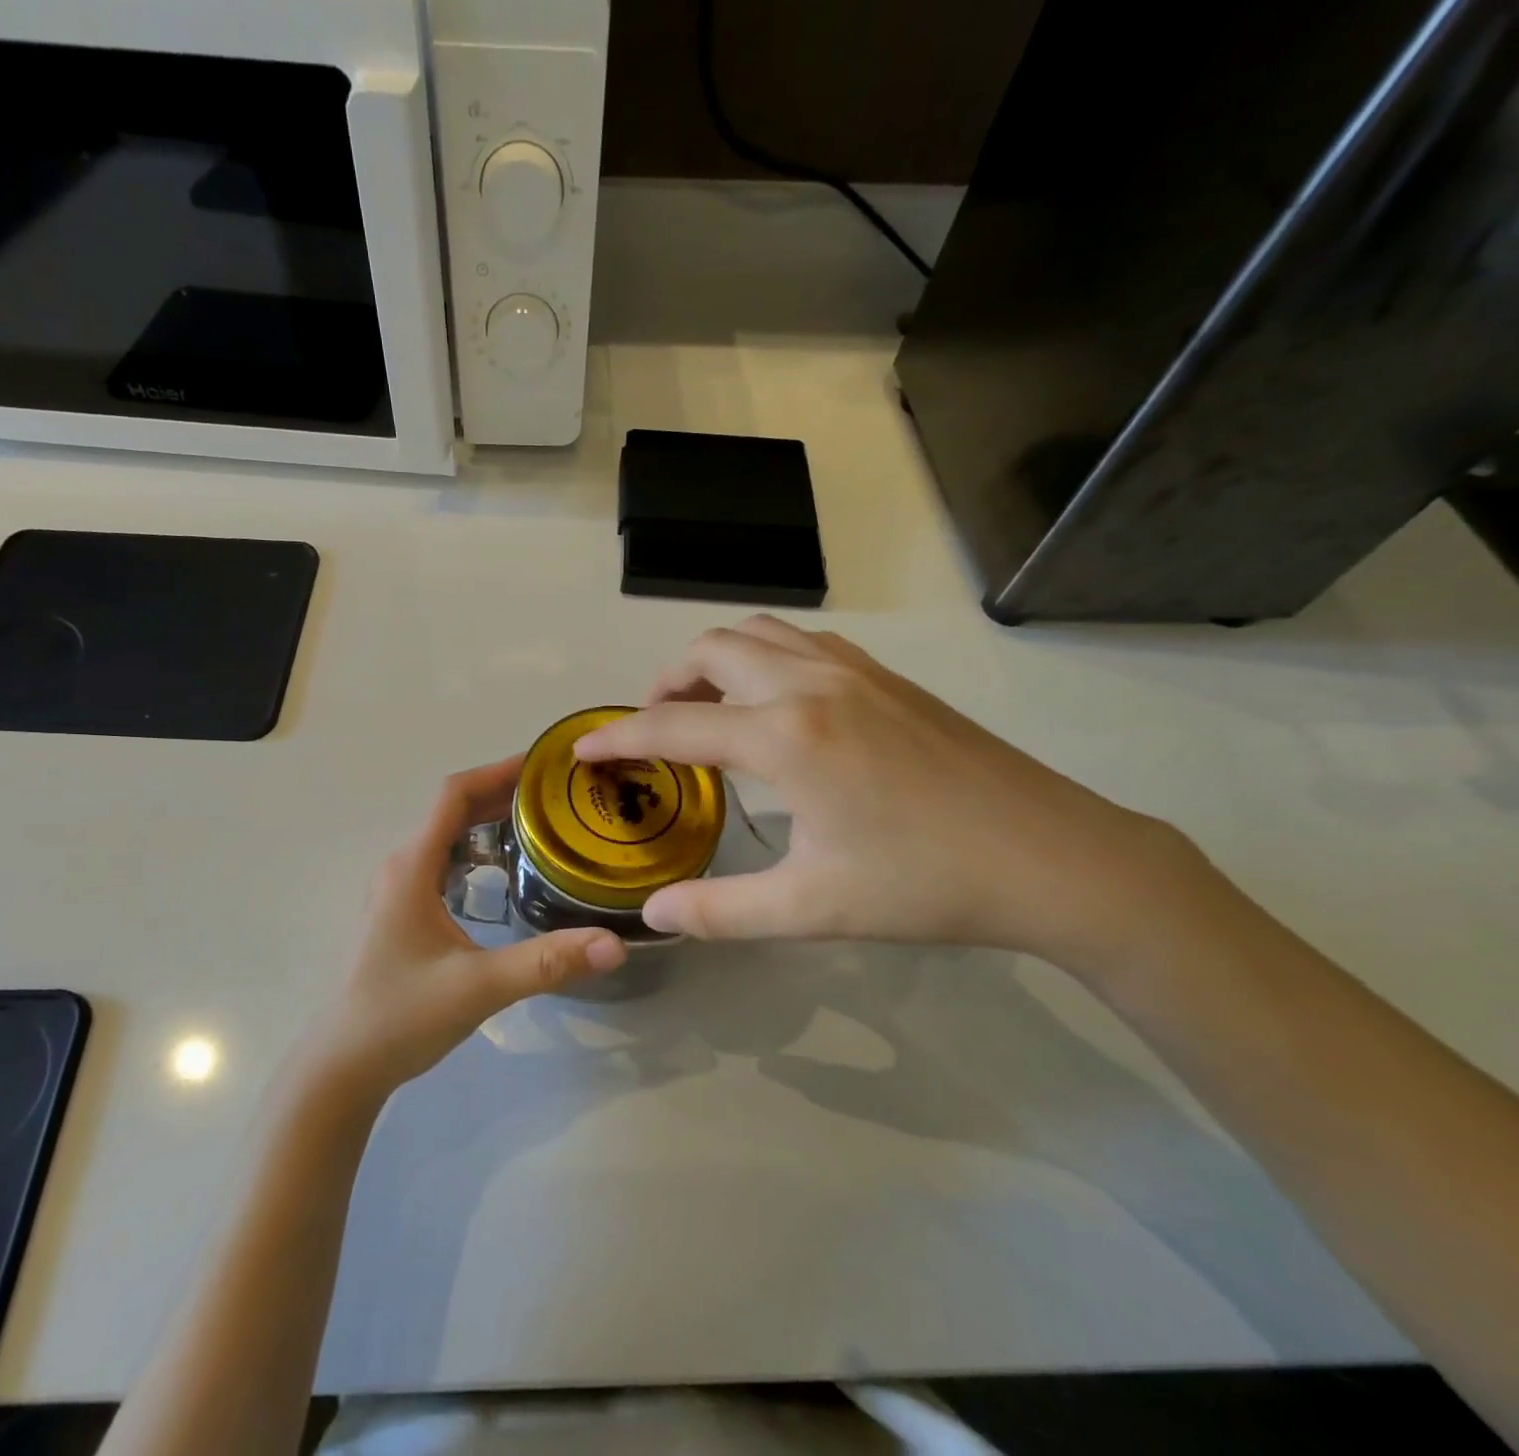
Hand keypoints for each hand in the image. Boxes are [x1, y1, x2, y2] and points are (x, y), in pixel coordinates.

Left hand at [304, 757, 627, 1100]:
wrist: (345, 1064)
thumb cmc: (402, 1016)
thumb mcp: (479, 987)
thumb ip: (546, 963)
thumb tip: (614, 944)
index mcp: (412, 866)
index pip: (454, 795)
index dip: (498, 771)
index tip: (544, 764)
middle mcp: (403, 866)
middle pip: (454, 810)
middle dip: (504, 794)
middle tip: (560, 795)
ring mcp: (399, 888)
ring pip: (449, 836)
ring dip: (491, 822)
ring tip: (544, 824)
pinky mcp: (404, 911)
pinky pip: (445, 862)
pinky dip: (478, 851)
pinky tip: (509, 872)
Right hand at [573, 616, 1194, 960]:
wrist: (1052, 857)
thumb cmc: (925, 886)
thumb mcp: (811, 909)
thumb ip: (720, 912)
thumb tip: (654, 916)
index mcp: (785, 738)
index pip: (675, 725)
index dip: (619, 738)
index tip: (583, 749)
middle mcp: (810, 683)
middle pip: (710, 651)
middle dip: (666, 683)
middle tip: (653, 730)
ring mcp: (854, 670)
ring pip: (757, 633)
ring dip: (714, 660)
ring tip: (704, 706)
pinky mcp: (886, 675)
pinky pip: (800, 640)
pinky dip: (762, 655)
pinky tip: (773, 701)